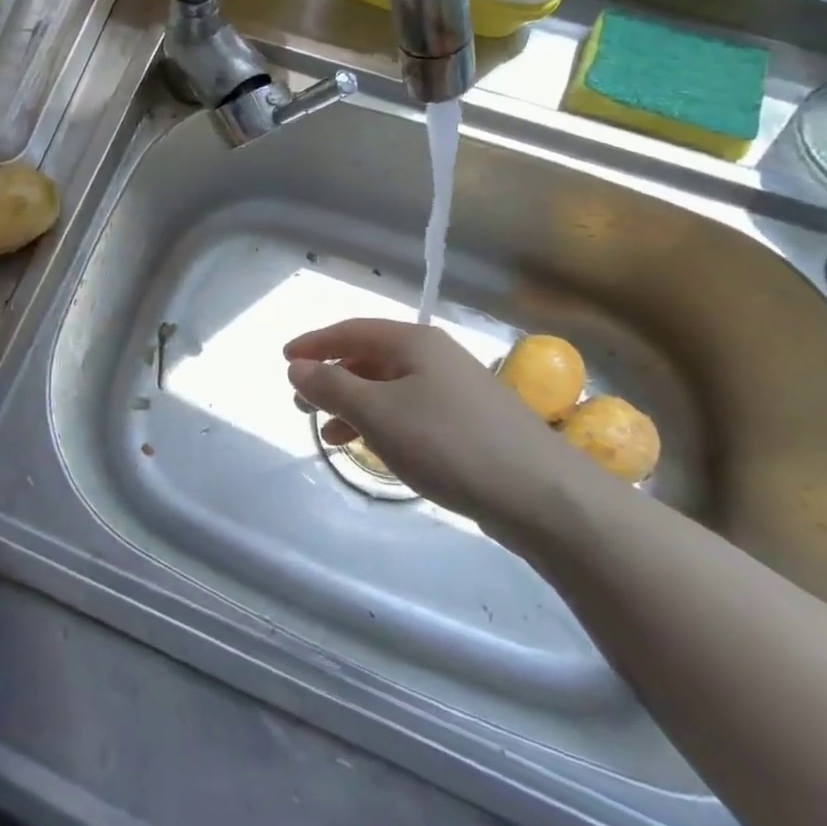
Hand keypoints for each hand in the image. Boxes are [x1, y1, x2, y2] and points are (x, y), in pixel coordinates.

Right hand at [285, 319, 606, 547]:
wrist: (542, 495)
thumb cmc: (450, 443)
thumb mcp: (379, 413)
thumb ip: (333, 387)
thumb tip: (297, 367)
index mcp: (413, 342)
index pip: (352, 330)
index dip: (315, 343)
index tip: (284, 359)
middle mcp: (434, 356)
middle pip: (370, 357)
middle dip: (332, 376)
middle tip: (301, 401)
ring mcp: (454, 389)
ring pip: (389, 387)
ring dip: (353, 403)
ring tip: (326, 431)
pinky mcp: (467, 423)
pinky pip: (409, 410)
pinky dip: (381, 423)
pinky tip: (370, 447)